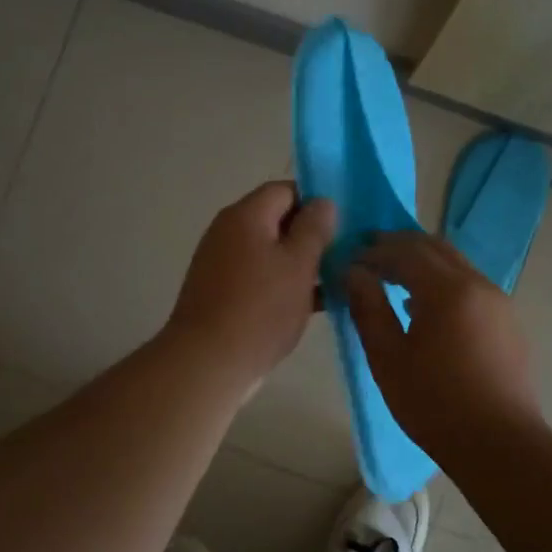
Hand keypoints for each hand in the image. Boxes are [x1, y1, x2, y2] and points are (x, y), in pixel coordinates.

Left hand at [166, 181, 336, 388]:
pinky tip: (312, 305)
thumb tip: (322, 202)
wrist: (208, 362)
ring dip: (299, 263)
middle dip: (310, 235)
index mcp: (245, 215)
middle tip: (344, 254)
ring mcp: (221, 263)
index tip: (343, 224)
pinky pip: (258, 277)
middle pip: (276, 220)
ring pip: (269, 252)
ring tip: (335, 281)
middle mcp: (228, 232)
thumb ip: (314, 229)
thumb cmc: (260, 308)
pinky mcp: (221, 293)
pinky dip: (282, 284)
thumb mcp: (298, 264)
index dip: (316, 201)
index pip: (285, 189)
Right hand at [346, 232, 541, 454]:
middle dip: (400, 246)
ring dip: (423, 262)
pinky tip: (425, 307)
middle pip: (435, 248)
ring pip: (456, 264)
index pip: (405, 252)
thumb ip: (368, 308)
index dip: (375, 251)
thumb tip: (354, 273)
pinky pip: (470, 285)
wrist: (499, 444)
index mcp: (447, 290)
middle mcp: (478, 284)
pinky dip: (443, 281)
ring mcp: (499, 302)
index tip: (350, 259)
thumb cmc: (434, 403)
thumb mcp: (388, 358)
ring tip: (393, 278)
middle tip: (369, 253)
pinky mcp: (508, 322)